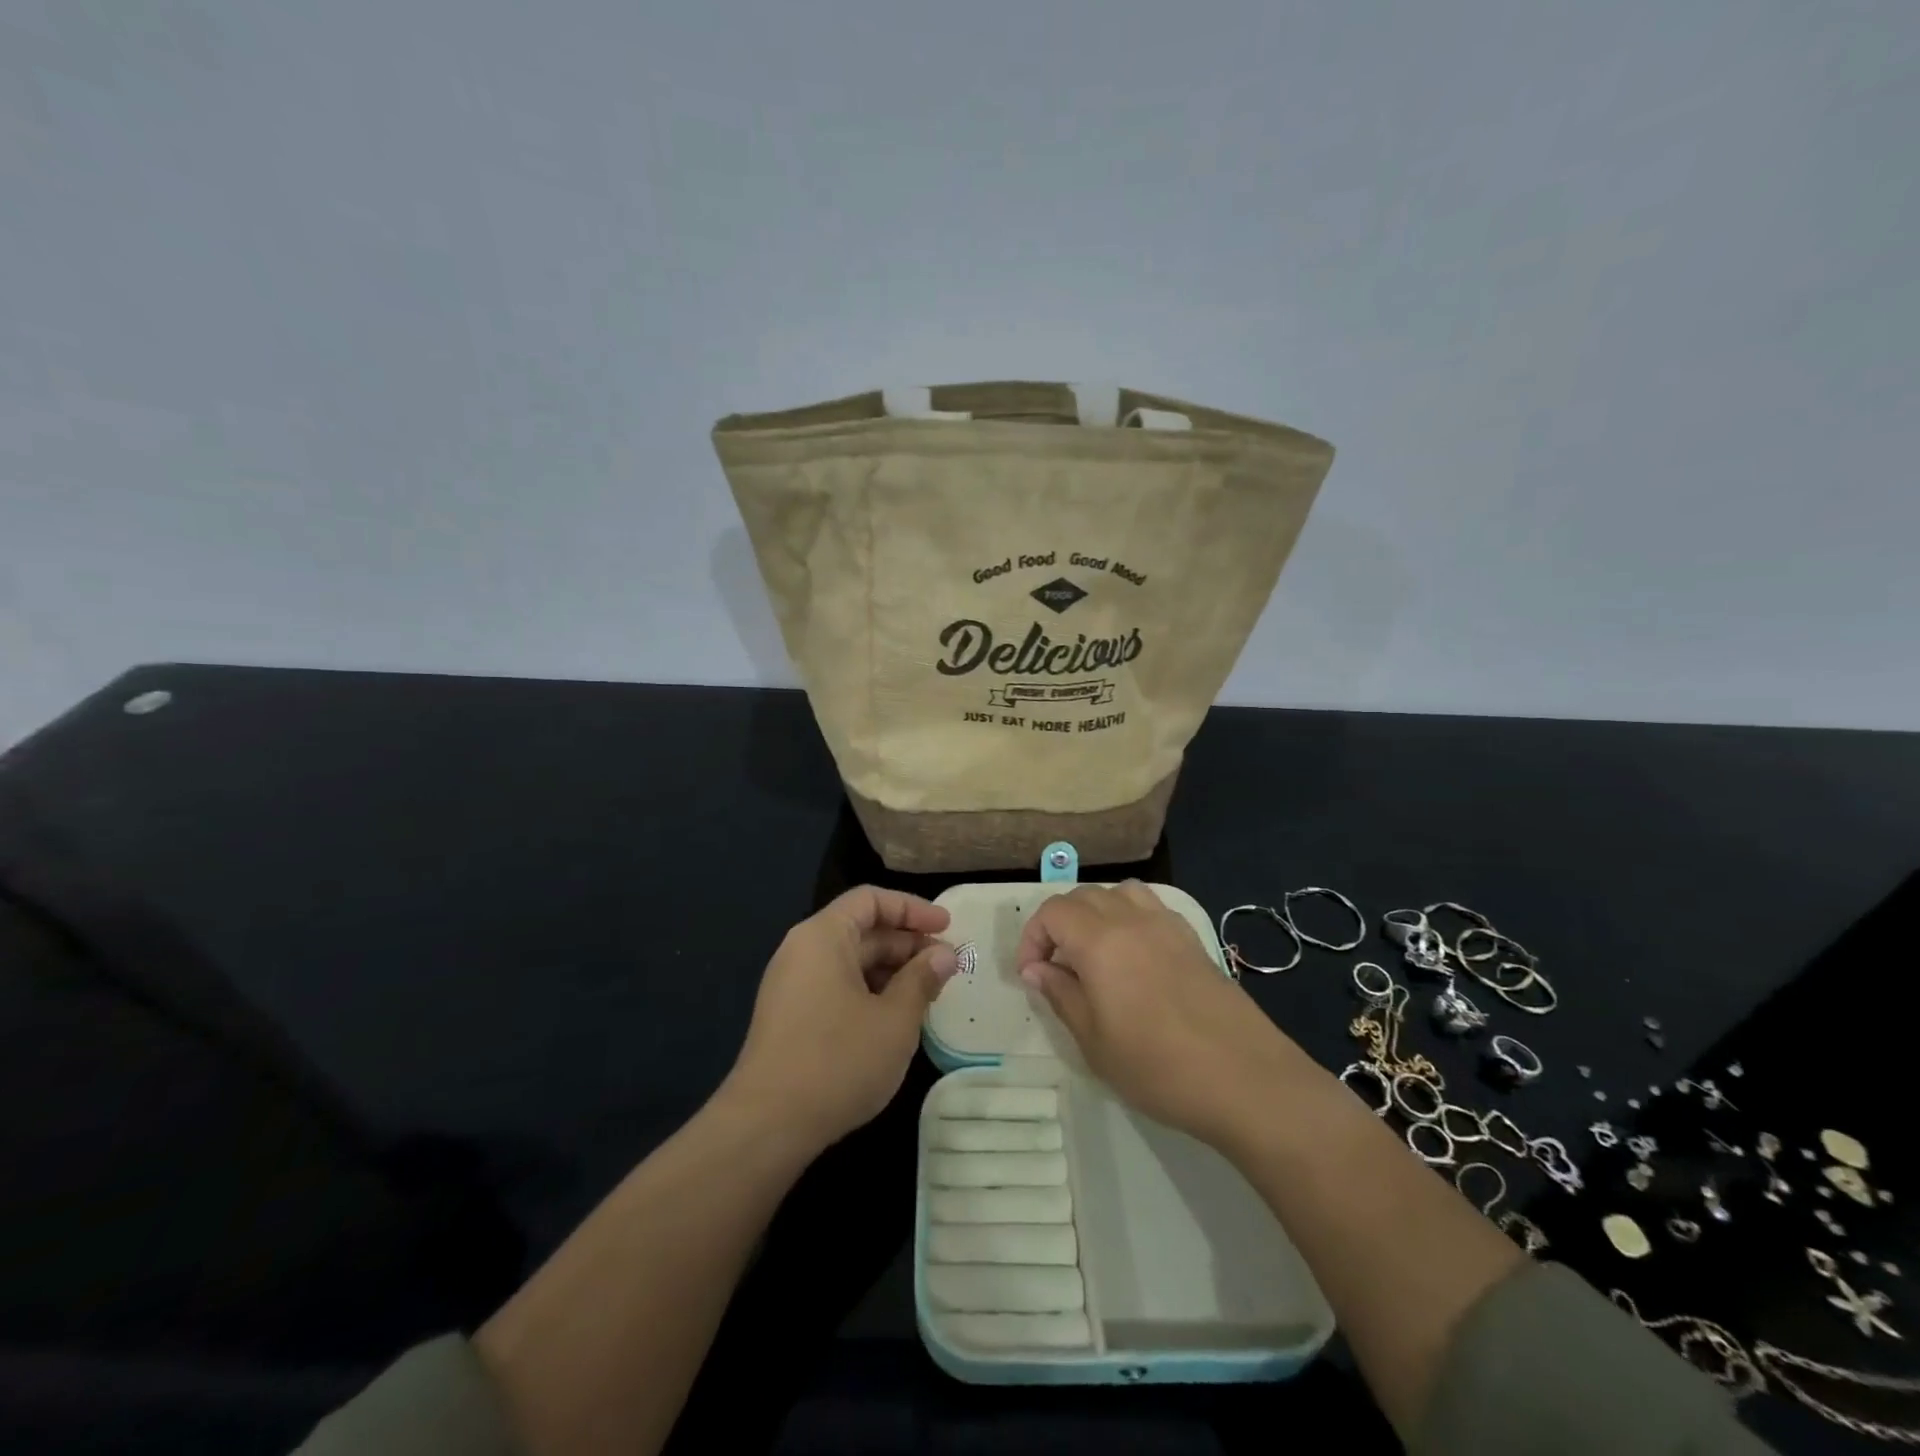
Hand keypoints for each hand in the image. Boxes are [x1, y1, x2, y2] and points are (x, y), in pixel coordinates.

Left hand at [722, 886, 958, 1151]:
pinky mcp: (790, 1018)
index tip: (948, 927)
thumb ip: (922, 979)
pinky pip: (837, 987)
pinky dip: (870, 992)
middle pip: (861, 930)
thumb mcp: (895, 1019)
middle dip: (907, 944)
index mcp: (823, 936)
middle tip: (947, 967)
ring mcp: (792, 986)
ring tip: (928, 995)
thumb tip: (944, 954)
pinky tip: (895, 1019)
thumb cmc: (838, 1060)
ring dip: (891, 971)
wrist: (767, 1126)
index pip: (871, 899)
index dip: (913, 908)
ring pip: (850, 962)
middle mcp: (802, 951)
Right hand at [1016, 882, 1300, 1147]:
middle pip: (1082, 896)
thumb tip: (1037, 970)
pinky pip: (1150, 907)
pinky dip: (1128, 916)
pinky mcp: (1192, 939)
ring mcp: (1167, 925)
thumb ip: (1061, 995)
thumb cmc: (1158, 1067)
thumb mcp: (1094, 1042)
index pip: (1052, 912)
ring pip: (1118, 893)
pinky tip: (1133, 957)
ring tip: (1093, 953)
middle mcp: (1131, 919)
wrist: (1246, 1079)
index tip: (1031, 976)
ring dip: (1095, 913)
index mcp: (1100, 941)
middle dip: (1059, 924)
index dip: (1033, 938)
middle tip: (1056, 967)